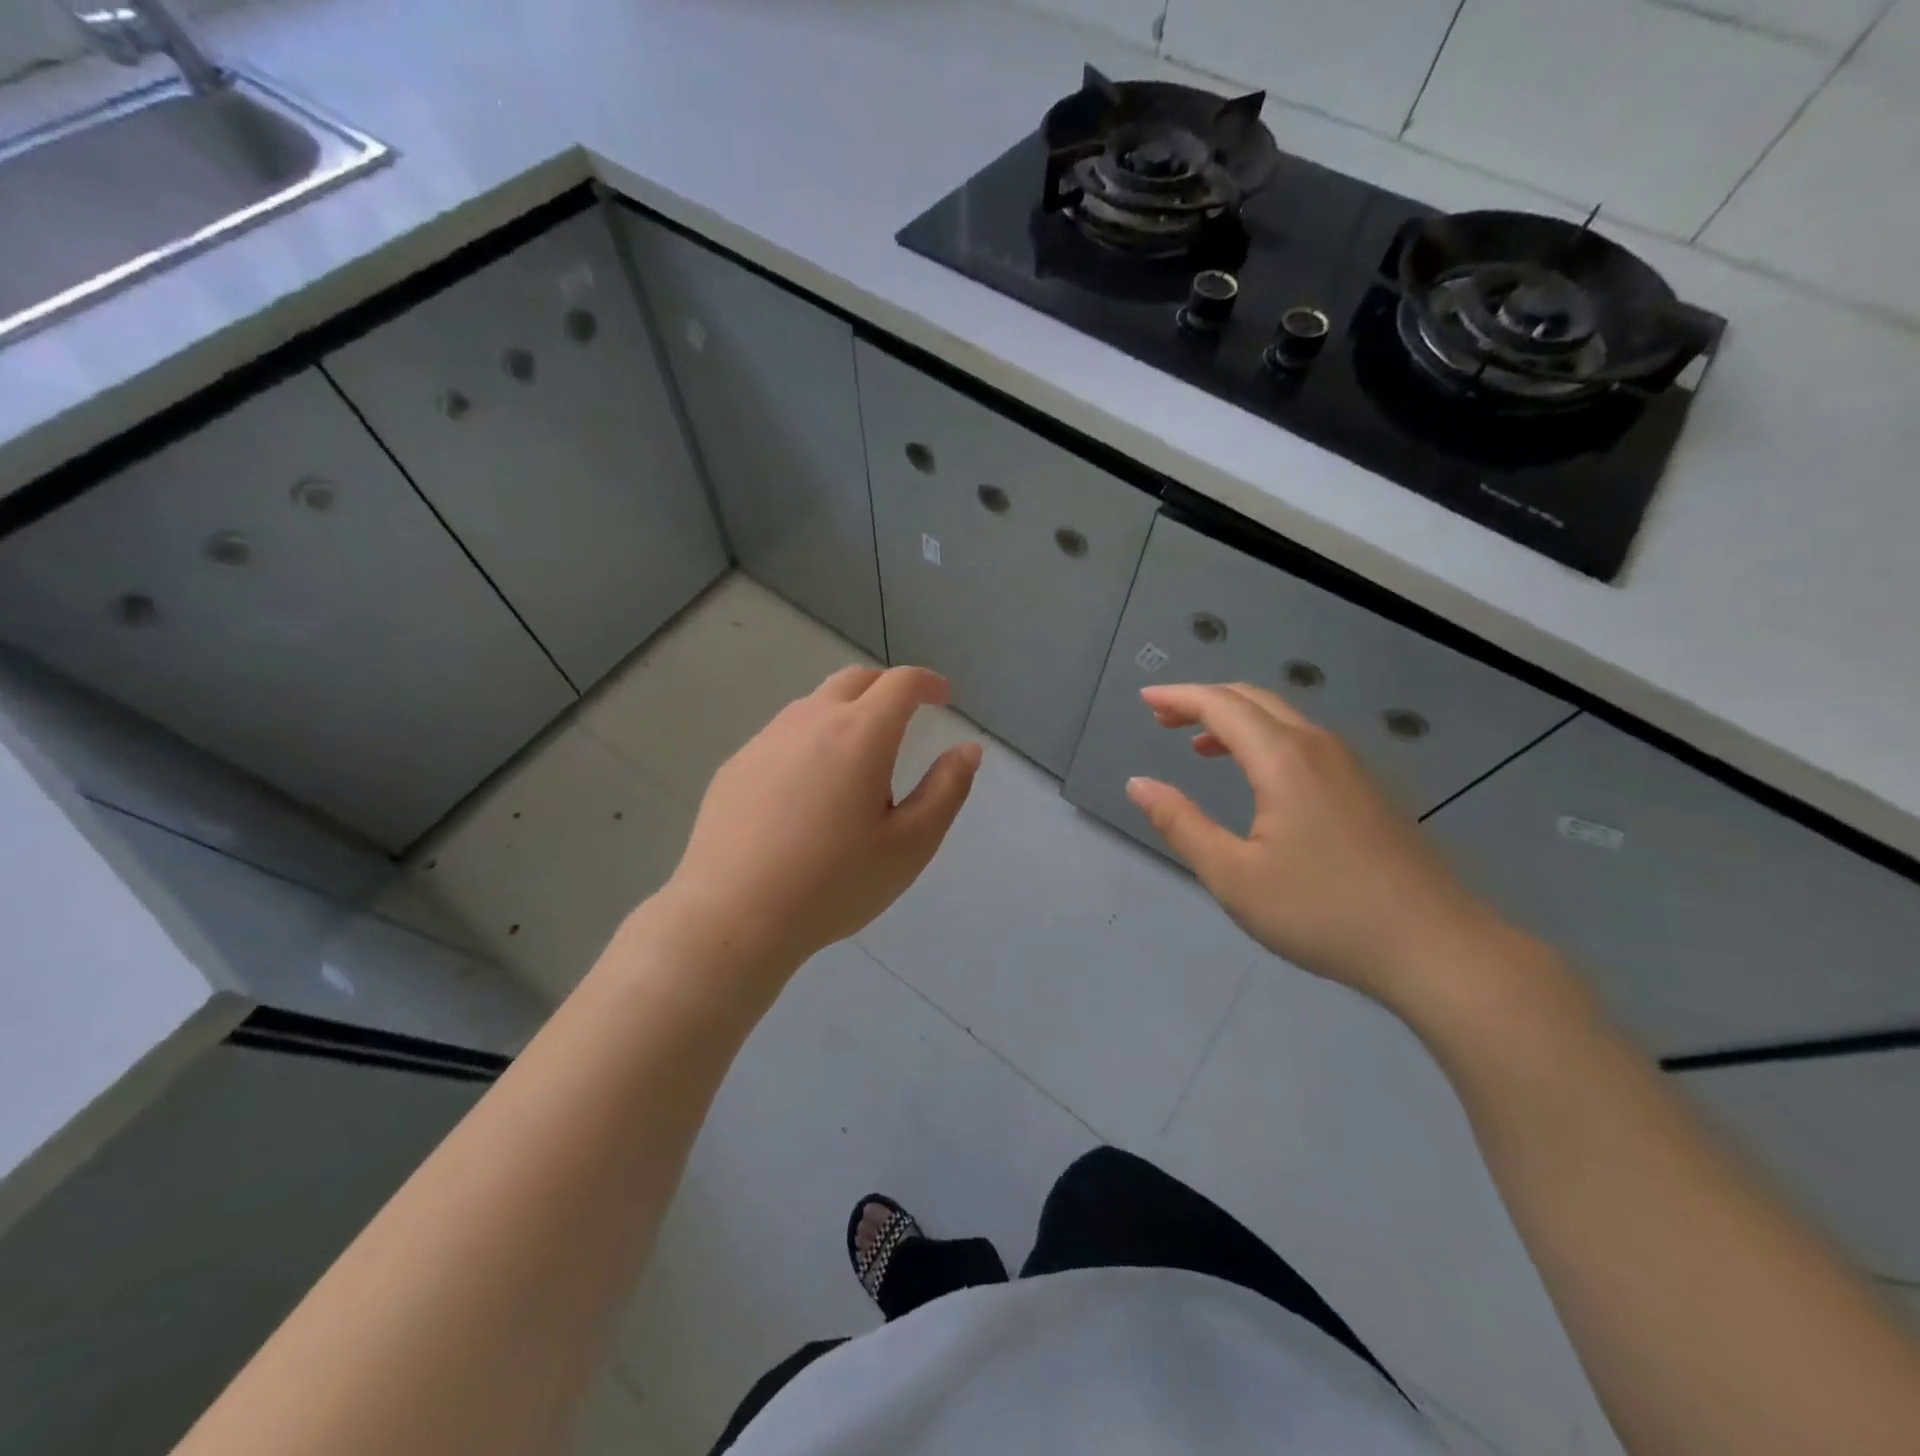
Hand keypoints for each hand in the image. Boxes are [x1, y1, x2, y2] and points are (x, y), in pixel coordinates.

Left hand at [660, 665, 980, 979]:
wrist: (733, 915)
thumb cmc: (834, 883)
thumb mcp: (910, 845)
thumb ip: (946, 790)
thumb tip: (967, 749)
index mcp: (860, 734)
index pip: (900, 683)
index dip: (928, 682)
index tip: (943, 697)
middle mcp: (811, 721)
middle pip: (854, 680)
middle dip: (887, 687)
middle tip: (906, 715)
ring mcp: (766, 740)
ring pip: (815, 705)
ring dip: (846, 713)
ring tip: (858, 759)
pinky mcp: (736, 765)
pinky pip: (783, 736)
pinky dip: (810, 741)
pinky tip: (807, 790)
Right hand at [1126, 682, 1503, 1009]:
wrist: (1436, 947)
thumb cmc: (1323, 911)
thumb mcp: (1234, 876)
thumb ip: (1181, 824)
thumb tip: (1138, 784)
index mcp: (1283, 759)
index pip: (1221, 706)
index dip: (1179, 698)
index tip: (1144, 700)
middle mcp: (1318, 747)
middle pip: (1253, 700)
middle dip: (1204, 702)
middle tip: (1164, 719)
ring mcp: (1350, 766)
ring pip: (1283, 719)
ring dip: (1236, 721)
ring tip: (1200, 745)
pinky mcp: (1368, 790)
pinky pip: (1304, 742)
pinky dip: (1266, 740)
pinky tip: (1258, 779)